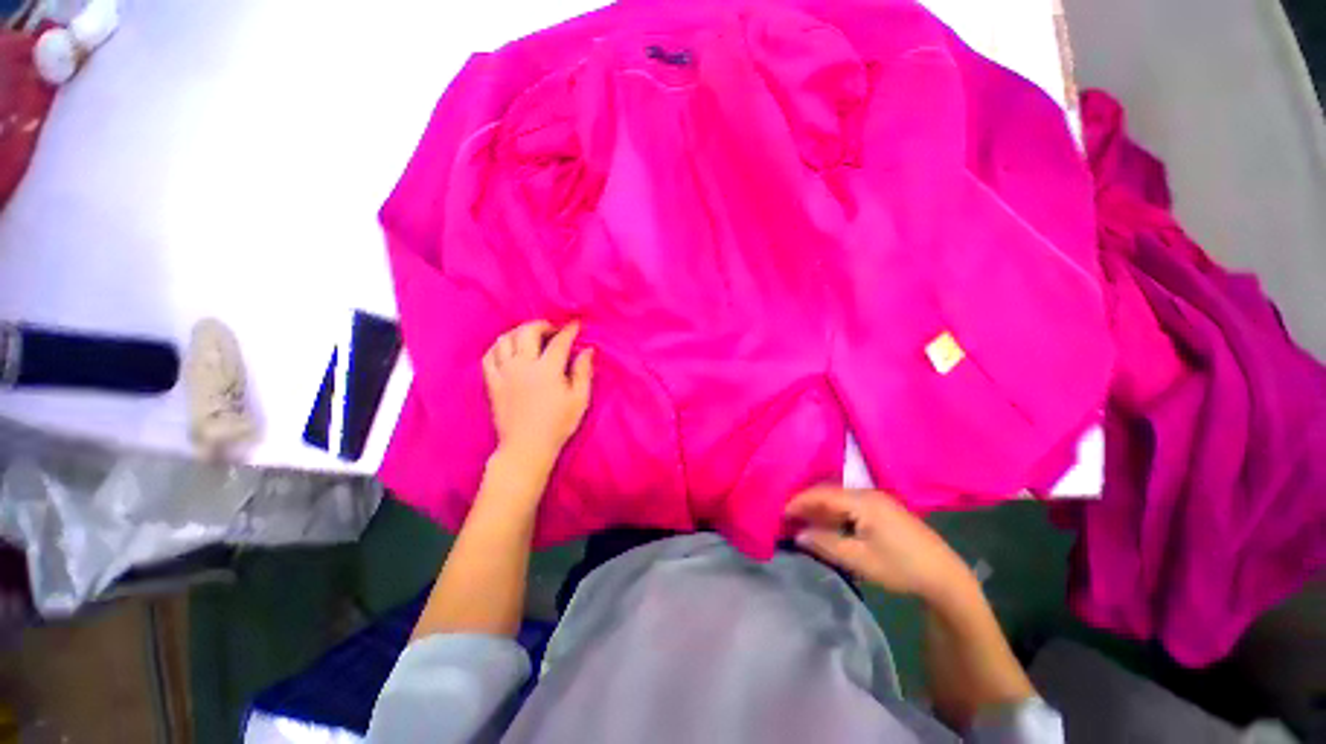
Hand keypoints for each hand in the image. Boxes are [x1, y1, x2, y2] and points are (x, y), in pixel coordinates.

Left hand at [482, 320, 593, 471]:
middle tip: (553, 329)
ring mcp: (504, 373)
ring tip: (530, 335)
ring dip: (519, 331)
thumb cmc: (558, 424)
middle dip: (542, 325)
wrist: (527, 447)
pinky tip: (507, 349)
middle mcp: (523, 365)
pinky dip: (498, 347)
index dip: (569, 330)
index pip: (559, 341)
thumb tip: (588, 350)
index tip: (576, 324)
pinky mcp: (492, 383)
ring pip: (504, 339)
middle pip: (527, 332)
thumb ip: (583, 371)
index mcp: (547, 369)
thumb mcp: (579, 399)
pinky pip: (489, 356)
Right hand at [786, 486, 977, 603]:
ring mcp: (878, 499)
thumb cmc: (900, 567)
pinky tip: (828, 523)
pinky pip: (850, 504)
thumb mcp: (859, 559)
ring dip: (821, 508)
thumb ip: (825, 544)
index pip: (821, 494)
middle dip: (807, 503)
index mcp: (862, 501)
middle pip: (829, 492)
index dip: (799, 501)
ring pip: (839, 498)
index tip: (780, 511)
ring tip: (803, 520)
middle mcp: (868, 493)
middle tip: (788, 516)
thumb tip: (798, 534)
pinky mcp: (884, 508)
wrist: (945, 576)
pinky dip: (835, 512)